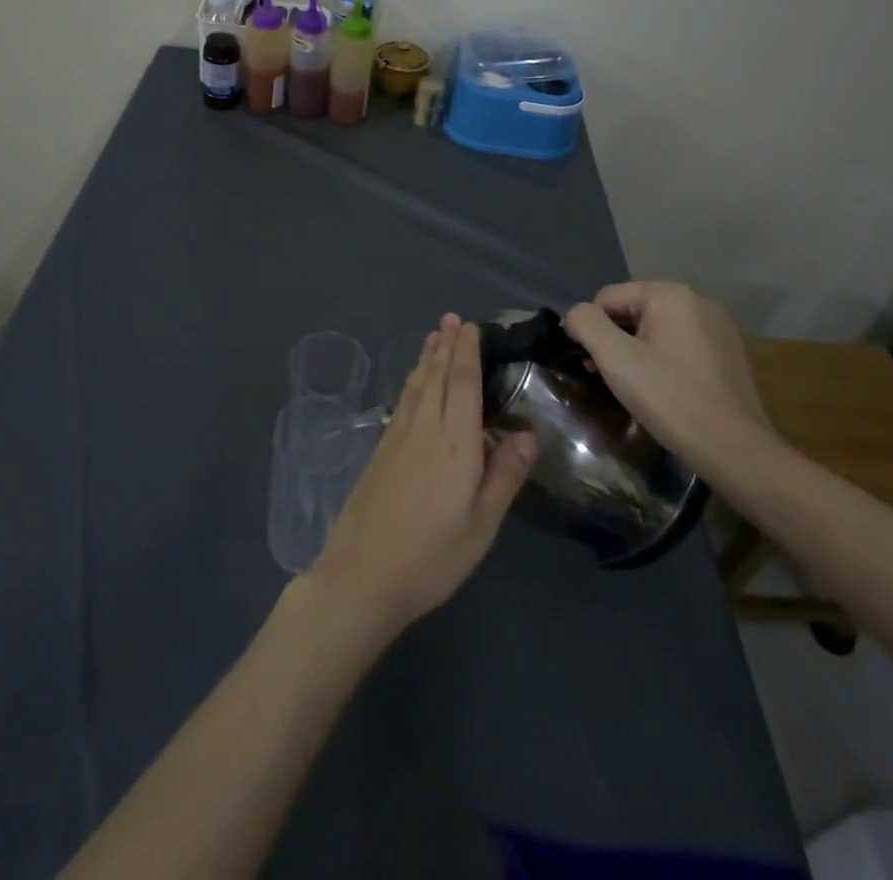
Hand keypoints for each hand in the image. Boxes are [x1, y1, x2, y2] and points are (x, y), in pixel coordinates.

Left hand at [304, 315, 536, 642]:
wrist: (363, 574)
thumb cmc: (433, 555)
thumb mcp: (482, 524)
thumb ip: (505, 475)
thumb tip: (528, 432)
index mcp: (455, 443)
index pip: (463, 383)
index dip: (467, 352)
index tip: (470, 326)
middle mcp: (425, 428)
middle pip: (437, 376)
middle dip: (446, 345)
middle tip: (452, 318)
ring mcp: (398, 437)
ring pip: (417, 385)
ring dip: (427, 358)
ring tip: (434, 336)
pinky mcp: (381, 450)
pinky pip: (402, 401)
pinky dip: (412, 381)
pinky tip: (413, 382)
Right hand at [563, 282, 773, 453]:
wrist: (735, 450)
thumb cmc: (670, 398)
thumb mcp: (615, 358)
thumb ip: (586, 324)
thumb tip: (575, 316)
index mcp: (671, 294)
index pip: (608, 298)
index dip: (591, 329)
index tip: (592, 364)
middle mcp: (698, 301)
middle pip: (633, 311)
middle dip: (614, 340)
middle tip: (608, 377)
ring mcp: (718, 327)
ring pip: (656, 330)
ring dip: (636, 351)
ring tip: (633, 386)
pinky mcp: (728, 353)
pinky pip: (679, 345)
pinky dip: (662, 361)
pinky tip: (663, 389)